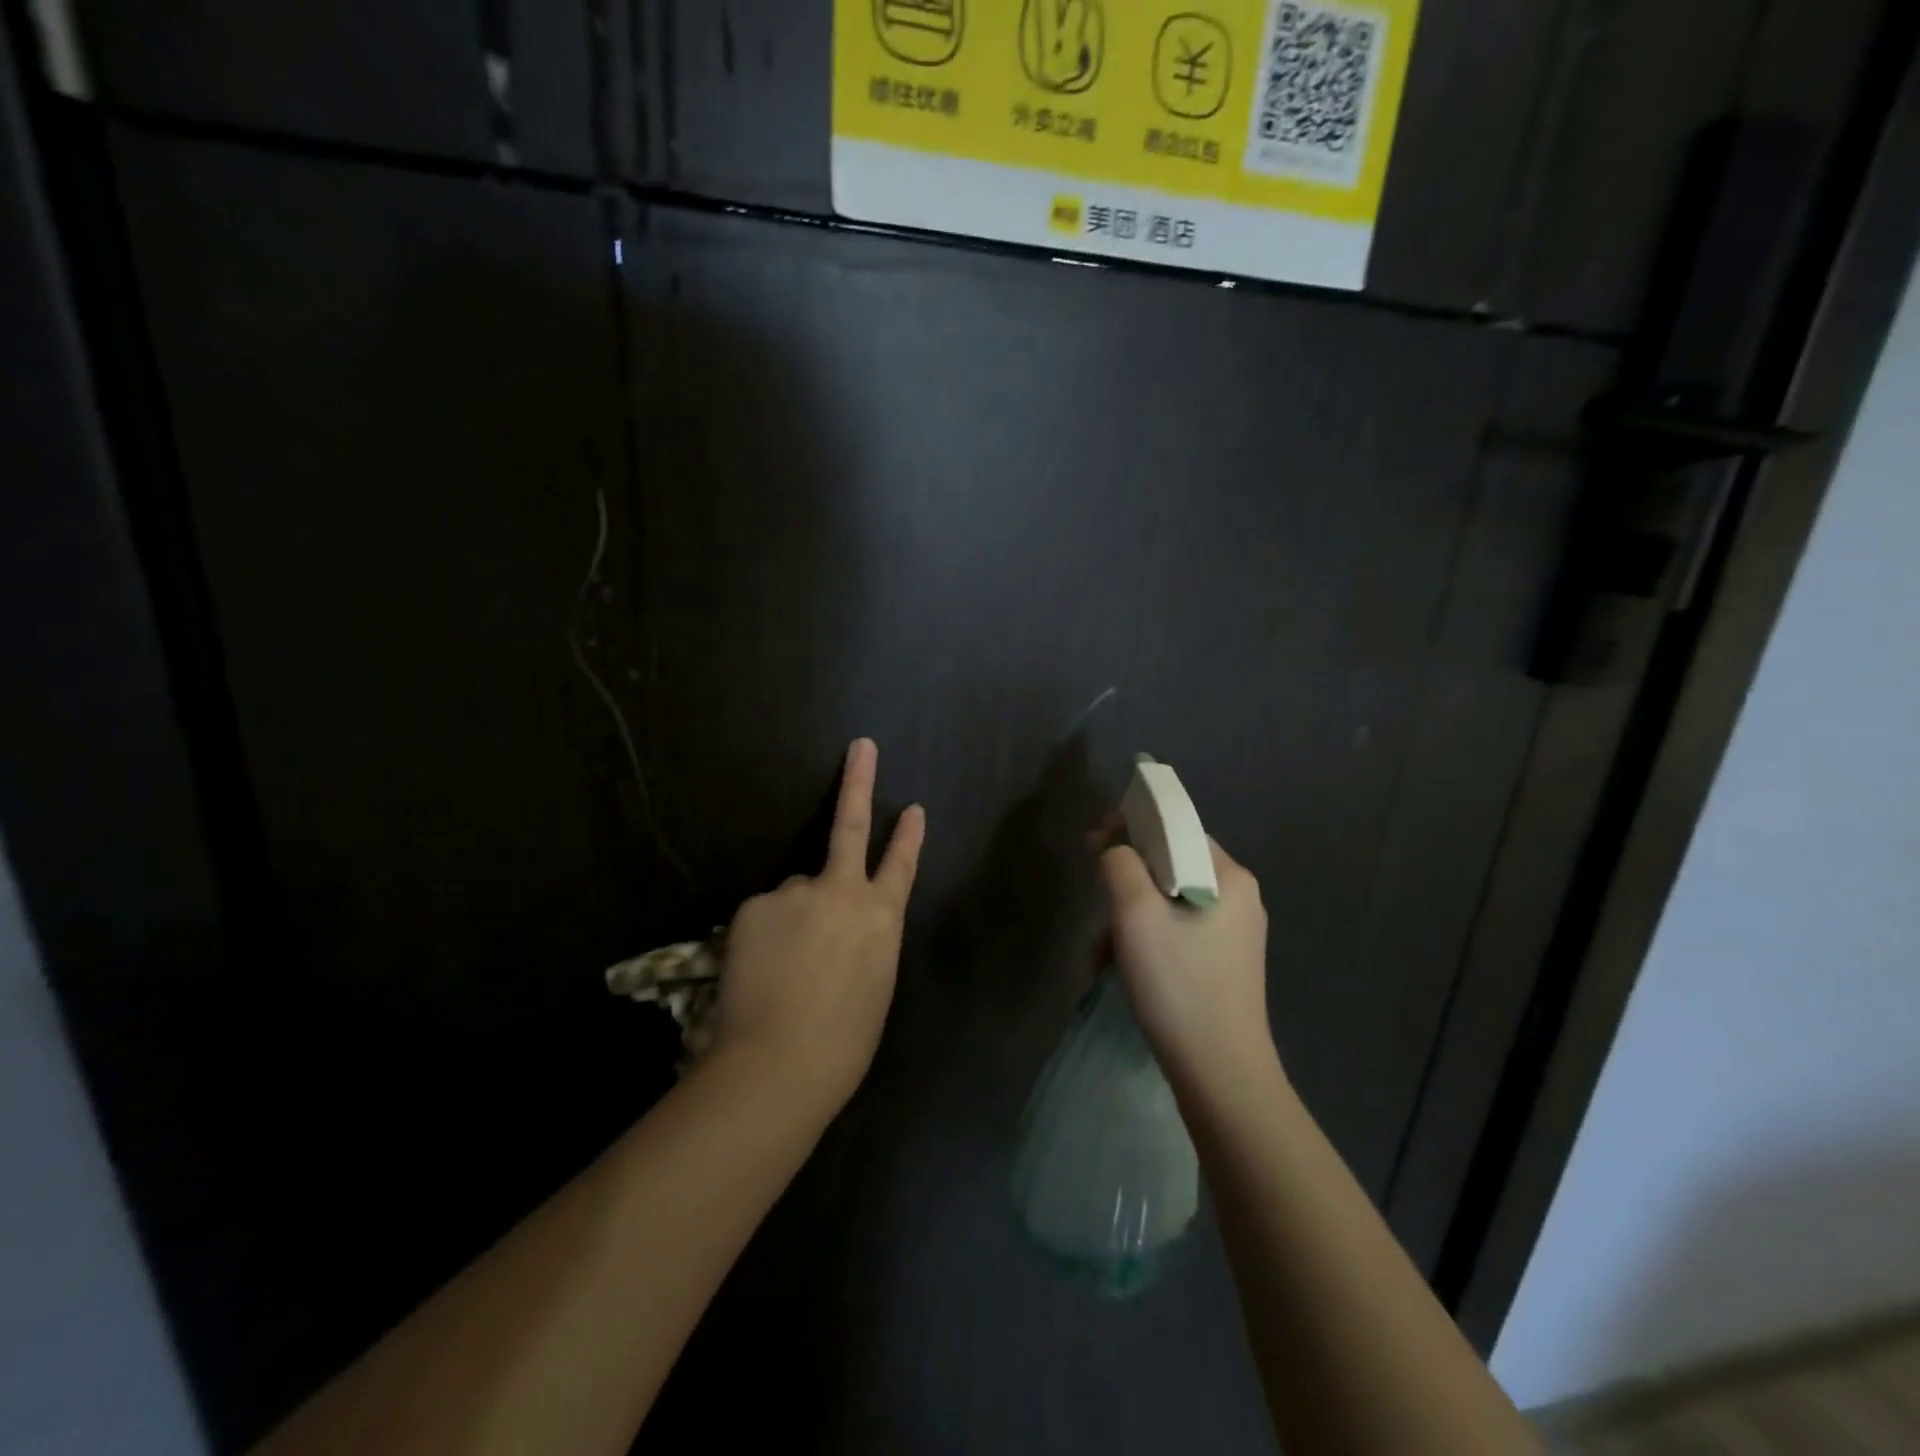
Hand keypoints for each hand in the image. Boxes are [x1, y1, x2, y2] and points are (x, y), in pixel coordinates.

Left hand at [713, 739, 925, 1110]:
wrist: (779, 1063)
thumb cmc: (842, 1042)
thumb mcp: (873, 985)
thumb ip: (863, 941)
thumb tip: (843, 927)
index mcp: (882, 918)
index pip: (901, 865)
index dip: (909, 835)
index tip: (913, 807)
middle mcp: (842, 891)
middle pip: (850, 825)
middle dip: (858, 781)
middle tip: (861, 746)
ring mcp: (796, 893)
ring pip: (794, 895)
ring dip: (791, 921)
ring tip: (781, 971)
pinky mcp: (754, 905)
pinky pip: (763, 916)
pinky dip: (762, 938)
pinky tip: (758, 971)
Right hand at [1097, 833, 1274, 1094]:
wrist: (1220, 1074)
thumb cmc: (1178, 984)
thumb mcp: (1135, 915)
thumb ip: (1120, 864)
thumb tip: (1115, 848)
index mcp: (1230, 876)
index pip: (1176, 827)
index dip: (1132, 826)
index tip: (1095, 843)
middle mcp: (1239, 896)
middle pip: (1170, 863)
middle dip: (1126, 880)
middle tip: (1097, 903)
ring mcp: (1234, 931)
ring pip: (1169, 899)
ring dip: (1130, 915)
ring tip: (1103, 951)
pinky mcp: (1225, 961)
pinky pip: (1178, 928)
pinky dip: (1147, 938)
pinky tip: (1124, 967)